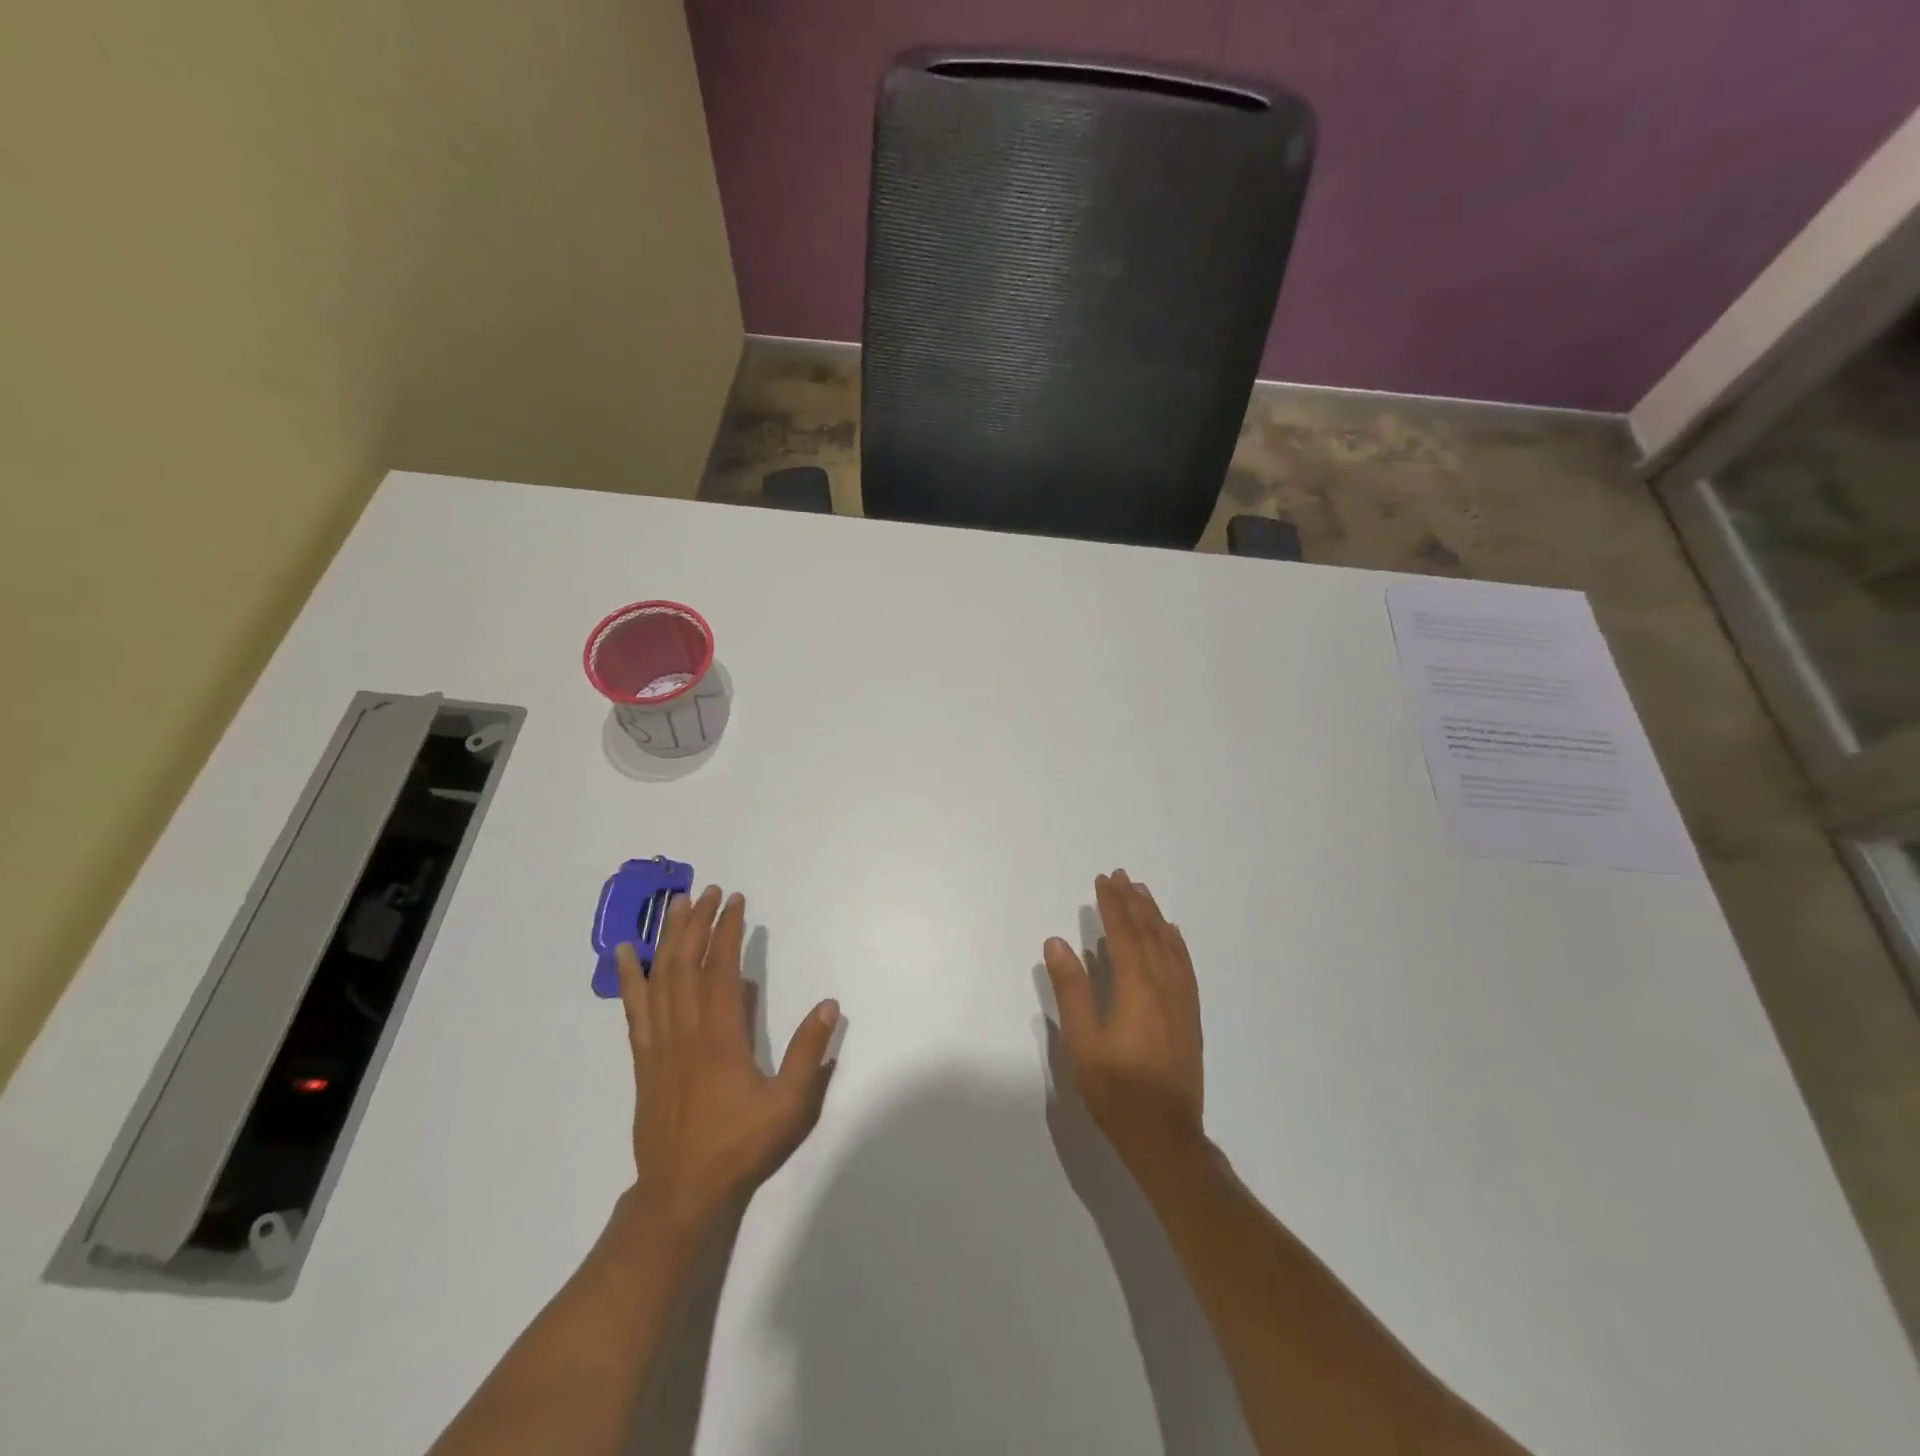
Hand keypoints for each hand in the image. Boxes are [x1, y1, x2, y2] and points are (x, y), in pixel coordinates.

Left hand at [617, 885, 839, 1224]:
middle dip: (696, 922)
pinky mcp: (644, 1059)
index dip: (727, 930)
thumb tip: (829, 1005)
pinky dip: (629, 977)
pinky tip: (624, 954)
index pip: (720, 969)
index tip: (734, 900)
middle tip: (706, 891)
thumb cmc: (740, 1146)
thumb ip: (808, 1053)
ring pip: (659, 978)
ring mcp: (659, 1044)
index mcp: (720, 1036)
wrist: (681, 1192)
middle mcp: (685, 1031)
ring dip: (667, 938)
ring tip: (673, 905)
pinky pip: (634, 1008)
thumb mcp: (790, 1104)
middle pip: (686, 963)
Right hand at [1043, 870, 1204, 1170]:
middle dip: (1133, 903)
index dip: (1113, 905)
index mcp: (1136, 988)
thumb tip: (1057, 942)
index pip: (1124, 934)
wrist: (1166, 1136)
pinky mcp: (1190, 1017)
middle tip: (1122, 876)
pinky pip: (1185, 966)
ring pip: (1169, 946)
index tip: (1104, 880)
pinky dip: (1176, 943)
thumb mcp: (1083, 1042)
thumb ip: (1071, 989)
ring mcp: (1182, 1001)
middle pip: (1148, 933)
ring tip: (1144, 893)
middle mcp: (1164, 986)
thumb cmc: (1117, 1090)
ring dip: (1155, 917)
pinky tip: (1172, 935)